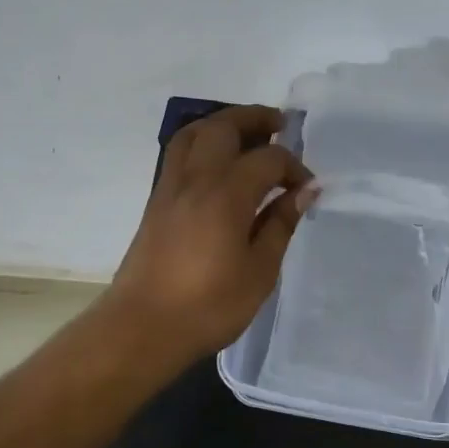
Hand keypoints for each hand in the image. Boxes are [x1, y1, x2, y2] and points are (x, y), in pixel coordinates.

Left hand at [106, 105, 313, 365]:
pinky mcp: (156, 201)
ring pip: (194, 133)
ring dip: (223, 124)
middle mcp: (196, 179)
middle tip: (279, 125)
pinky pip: (180, 153)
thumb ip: (280, 225)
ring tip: (247, 134)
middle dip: (254, 119)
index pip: (267, 159)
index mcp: (226, 194)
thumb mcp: (259, 271)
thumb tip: (304, 192)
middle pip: (224, 127)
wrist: (141, 329)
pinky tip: (219, 163)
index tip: (307, 189)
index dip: (293, 167)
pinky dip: (203, 142)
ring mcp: (170, 187)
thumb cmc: (208, 306)